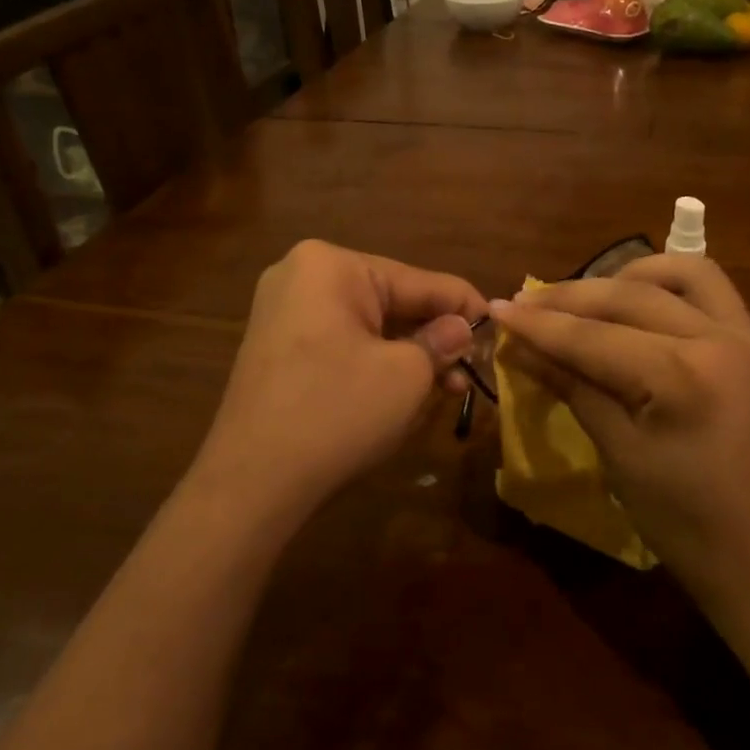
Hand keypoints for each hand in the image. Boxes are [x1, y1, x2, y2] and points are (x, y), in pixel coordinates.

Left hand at [192, 241, 485, 523]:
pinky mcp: (278, 349)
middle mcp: (302, 276)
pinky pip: (342, 344)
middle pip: (392, 302)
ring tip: (447, 391)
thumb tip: (463, 328)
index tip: (500, 329)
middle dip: (435, 338)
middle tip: (472, 371)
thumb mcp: (406, 375)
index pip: (420, 280)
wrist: (250, 484)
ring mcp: (284, 313)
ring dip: (409, 356)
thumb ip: (442, 342)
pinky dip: (376, 365)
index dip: (466, 306)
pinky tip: (405, 393)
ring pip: (369, 327)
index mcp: (332, 266)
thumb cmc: (337, 413)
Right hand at [492, 255, 749, 633]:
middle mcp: (718, 340)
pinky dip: (669, 287)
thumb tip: (522, 350)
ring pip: (681, 274)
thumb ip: (574, 390)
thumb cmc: (690, 529)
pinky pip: (713, 293)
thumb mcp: (622, 458)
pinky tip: (640, 306)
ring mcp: (746, 339)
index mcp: (681, 376)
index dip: (539, 324)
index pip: (593, 338)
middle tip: (525, 301)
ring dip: (627, 275)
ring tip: (587, 296)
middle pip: (630, 296)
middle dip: (571, 297)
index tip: (496, 308)